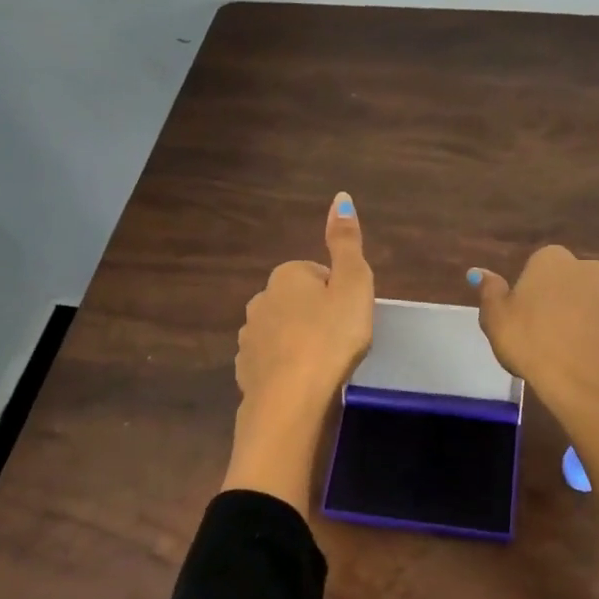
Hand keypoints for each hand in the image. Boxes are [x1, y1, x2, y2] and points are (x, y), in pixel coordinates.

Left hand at [224, 193, 374, 513]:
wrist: (293, 401)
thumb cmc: (331, 337)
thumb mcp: (353, 284)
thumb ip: (346, 242)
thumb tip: (341, 197)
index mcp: (286, 276)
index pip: (317, 275)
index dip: (338, 294)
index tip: (351, 317)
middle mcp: (260, 300)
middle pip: (296, 302)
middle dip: (316, 316)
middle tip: (341, 341)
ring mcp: (248, 338)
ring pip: (280, 332)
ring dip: (298, 343)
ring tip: (322, 366)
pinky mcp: (245, 372)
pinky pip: (270, 362)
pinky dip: (284, 369)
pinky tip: (302, 385)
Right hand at [468, 246, 598, 419]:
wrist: (588, 381)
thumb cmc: (532, 343)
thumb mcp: (495, 318)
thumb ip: (490, 291)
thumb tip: (479, 272)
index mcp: (553, 260)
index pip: (539, 266)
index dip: (532, 292)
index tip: (524, 318)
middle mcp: (593, 269)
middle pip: (574, 282)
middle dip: (565, 301)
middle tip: (548, 335)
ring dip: (591, 320)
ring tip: (575, 353)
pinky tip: (598, 363)